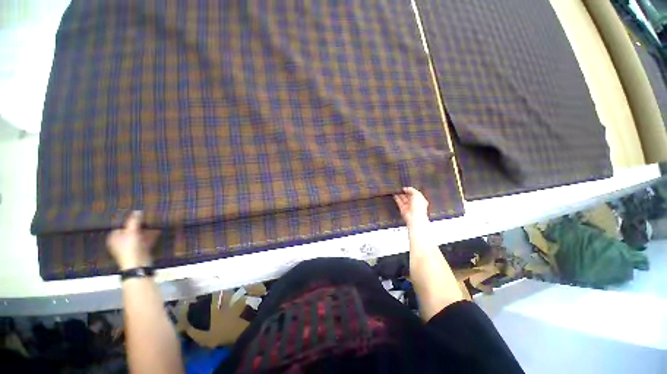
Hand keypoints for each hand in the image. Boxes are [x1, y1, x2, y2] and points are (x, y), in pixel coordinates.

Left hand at [106, 211, 160, 270]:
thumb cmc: (131, 248)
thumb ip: (134, 221)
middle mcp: (121, 241)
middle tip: (147, 216)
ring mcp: (131, 246)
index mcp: (114, 237)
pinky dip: (150, 235)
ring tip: (153, 221)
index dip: (128, 219)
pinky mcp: (140, 249)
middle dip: (139, 224)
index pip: (121, 225)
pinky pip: (145, 239)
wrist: (138, 265)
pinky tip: (158, 230)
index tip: (137, 214)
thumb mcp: (132, 232)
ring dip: (146, 229)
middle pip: (130, 230)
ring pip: (138, 235)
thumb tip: (137, 210)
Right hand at [393, 187, 429, 227]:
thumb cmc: (419, 207)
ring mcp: (408, 206)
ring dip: (400, 195)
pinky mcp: (403, 209)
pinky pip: (399, 203)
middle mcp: (415, 204)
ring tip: (396, 191)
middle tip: (400, 189)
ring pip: (403, 199)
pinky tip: (395, 195)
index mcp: (421, 200)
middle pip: (409, 196)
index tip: (406, 188)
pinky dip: (397, 199)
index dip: (411, 190)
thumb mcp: (417, 194)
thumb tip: (406, 188)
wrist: (414, 217)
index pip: (415, 194)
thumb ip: (411, 190)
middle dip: (405, 192)